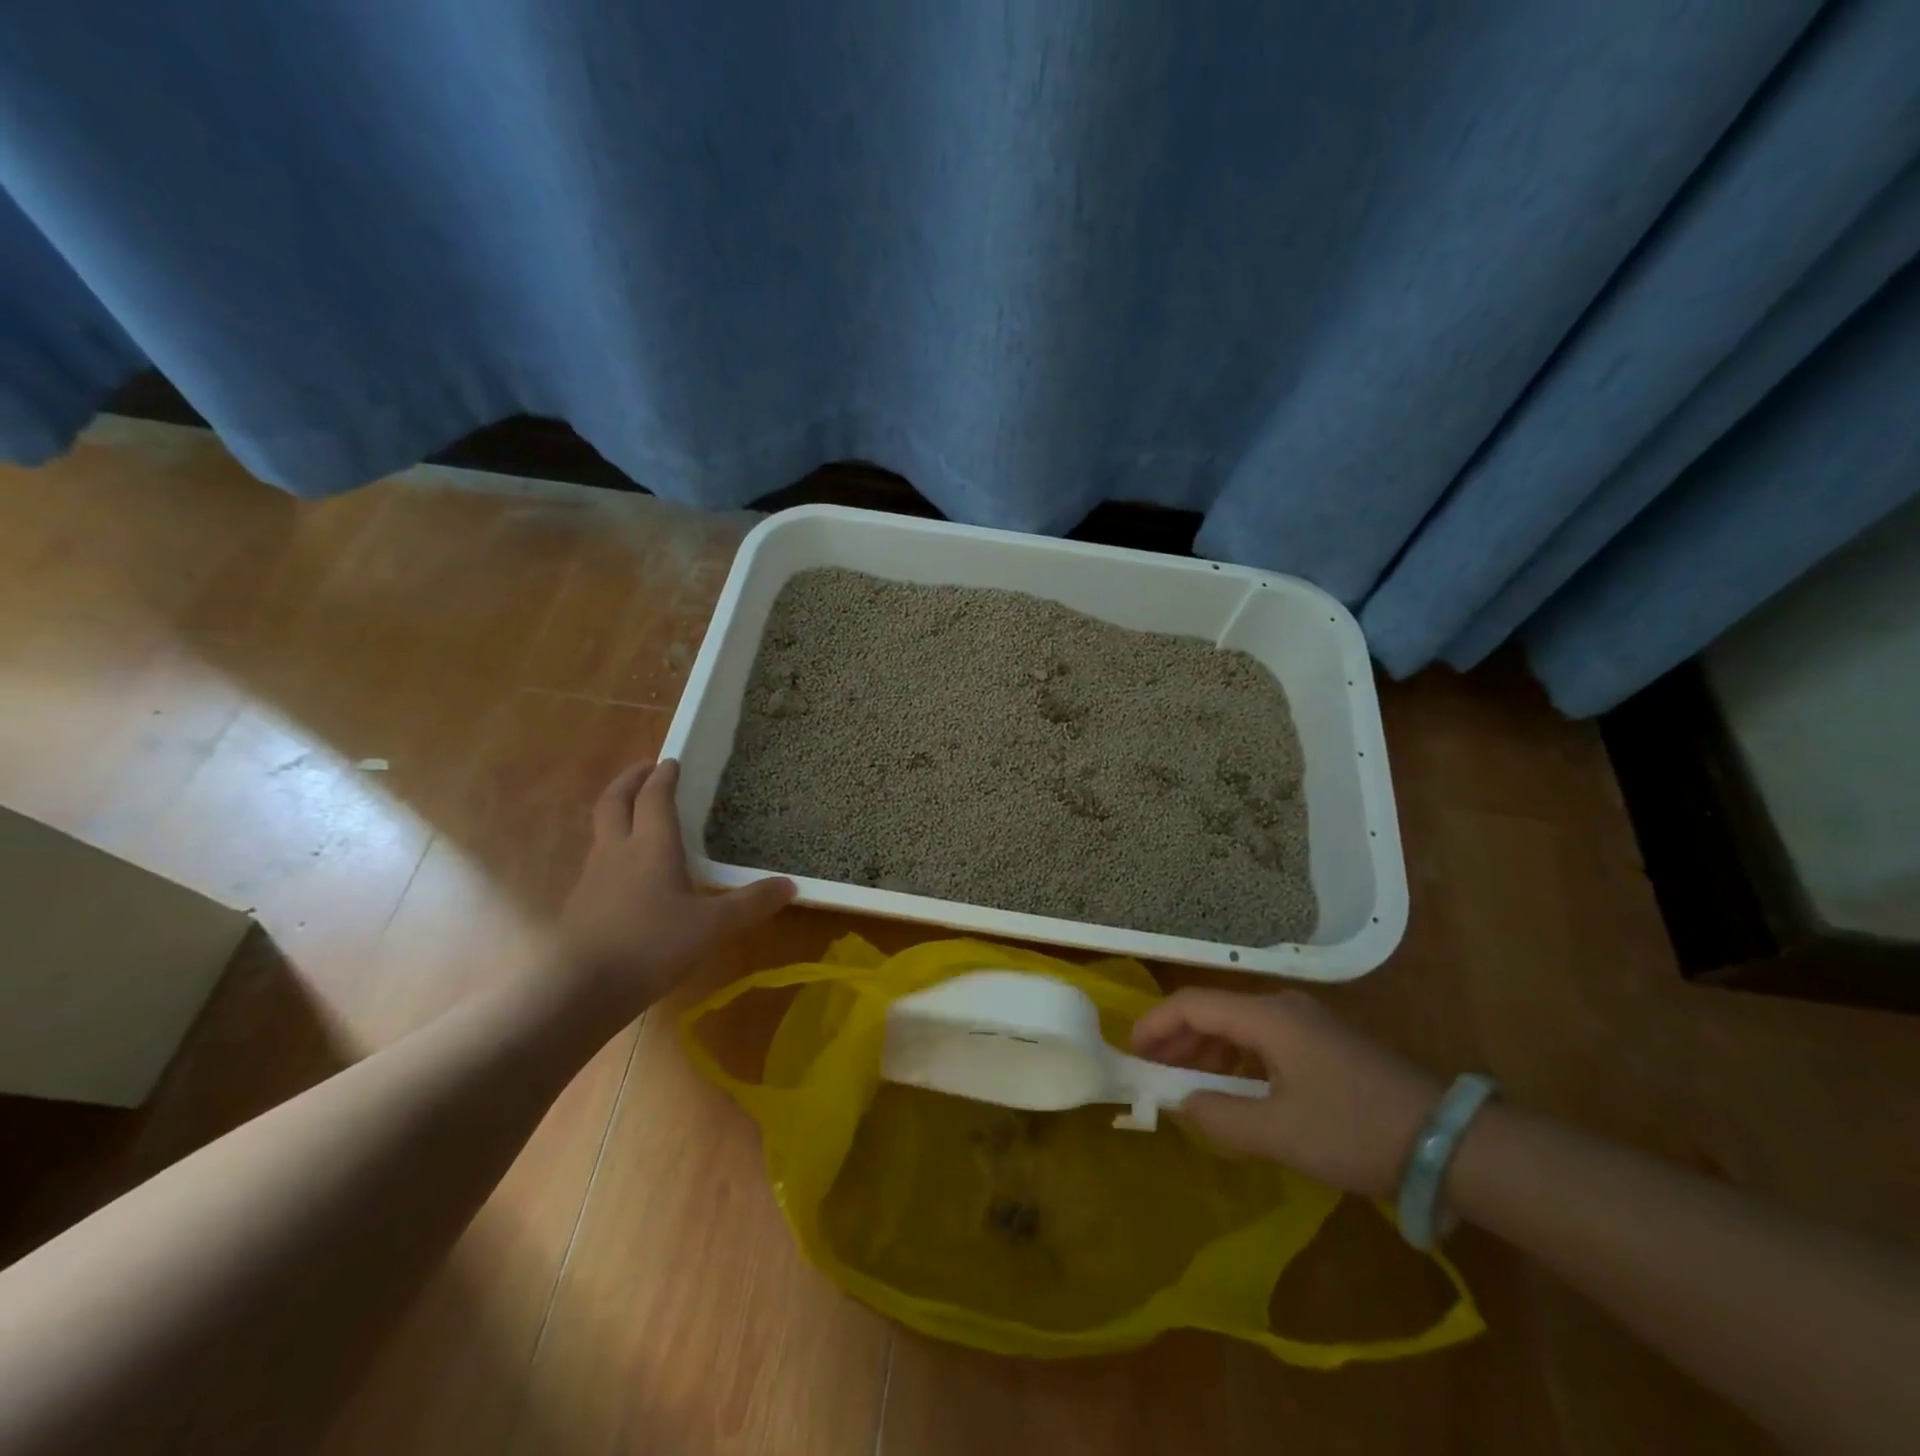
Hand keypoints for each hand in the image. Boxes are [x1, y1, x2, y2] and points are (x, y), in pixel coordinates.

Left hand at [557, 760, 794, 1021]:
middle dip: (630, 780)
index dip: (663, 776)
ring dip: (618, 811)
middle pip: (615, 801)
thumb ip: (750, 904)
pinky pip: (598, 860)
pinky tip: (627, 871)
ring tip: (637, 814)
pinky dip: (613, 848)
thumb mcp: (712, 927)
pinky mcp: (581, 904)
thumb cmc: (652, 946)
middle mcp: (617, 851)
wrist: (580, 989)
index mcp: (651, 846)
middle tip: (646, 768)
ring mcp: (593, 877)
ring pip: (602, 829)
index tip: (672, 761)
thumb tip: (790, 885)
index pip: (654, 797)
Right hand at [1131, 989, 1441, 1196]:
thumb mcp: (1280, 1133)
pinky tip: (1233, 1087)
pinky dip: (1236, 1058)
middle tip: (1154, 1073)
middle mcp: (1282, 1007)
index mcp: (1267, 1017)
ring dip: (1206, 1050)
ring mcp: (1307, 1023)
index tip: (1133, 1053)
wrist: (1448, 1141)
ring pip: (1238, 1025)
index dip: (1157, 1024)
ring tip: (1186, 1082)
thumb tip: (1182, 1104)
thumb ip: (1220, 1118)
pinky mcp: (1325, 1043)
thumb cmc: (1354, 1130)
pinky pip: (1263, 1040)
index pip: (1193, 1004)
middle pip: (1213, 1010)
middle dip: (1178, 1039)